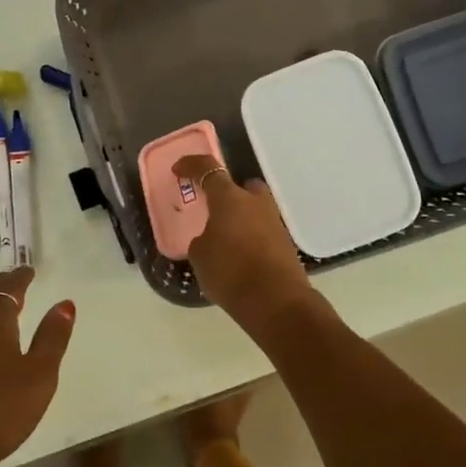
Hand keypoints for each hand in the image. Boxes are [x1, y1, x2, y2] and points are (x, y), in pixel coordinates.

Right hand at [173, 155, 313, 334]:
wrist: (276, 301)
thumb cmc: (230, 271)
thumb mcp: (200, 256)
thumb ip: (203, 240)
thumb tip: (212, 238)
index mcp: (230, 198)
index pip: (208, 169)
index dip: (191, 166)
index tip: (179, 170)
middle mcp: (255, 202)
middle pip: (243, 187)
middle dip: (229, 194)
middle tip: (215, 209)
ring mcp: (275, 222)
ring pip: (255, 210)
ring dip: (242, 218)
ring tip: (226, 241)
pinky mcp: (286, 244)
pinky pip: (263, 231)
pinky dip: (252, 238)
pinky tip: (241, 257)